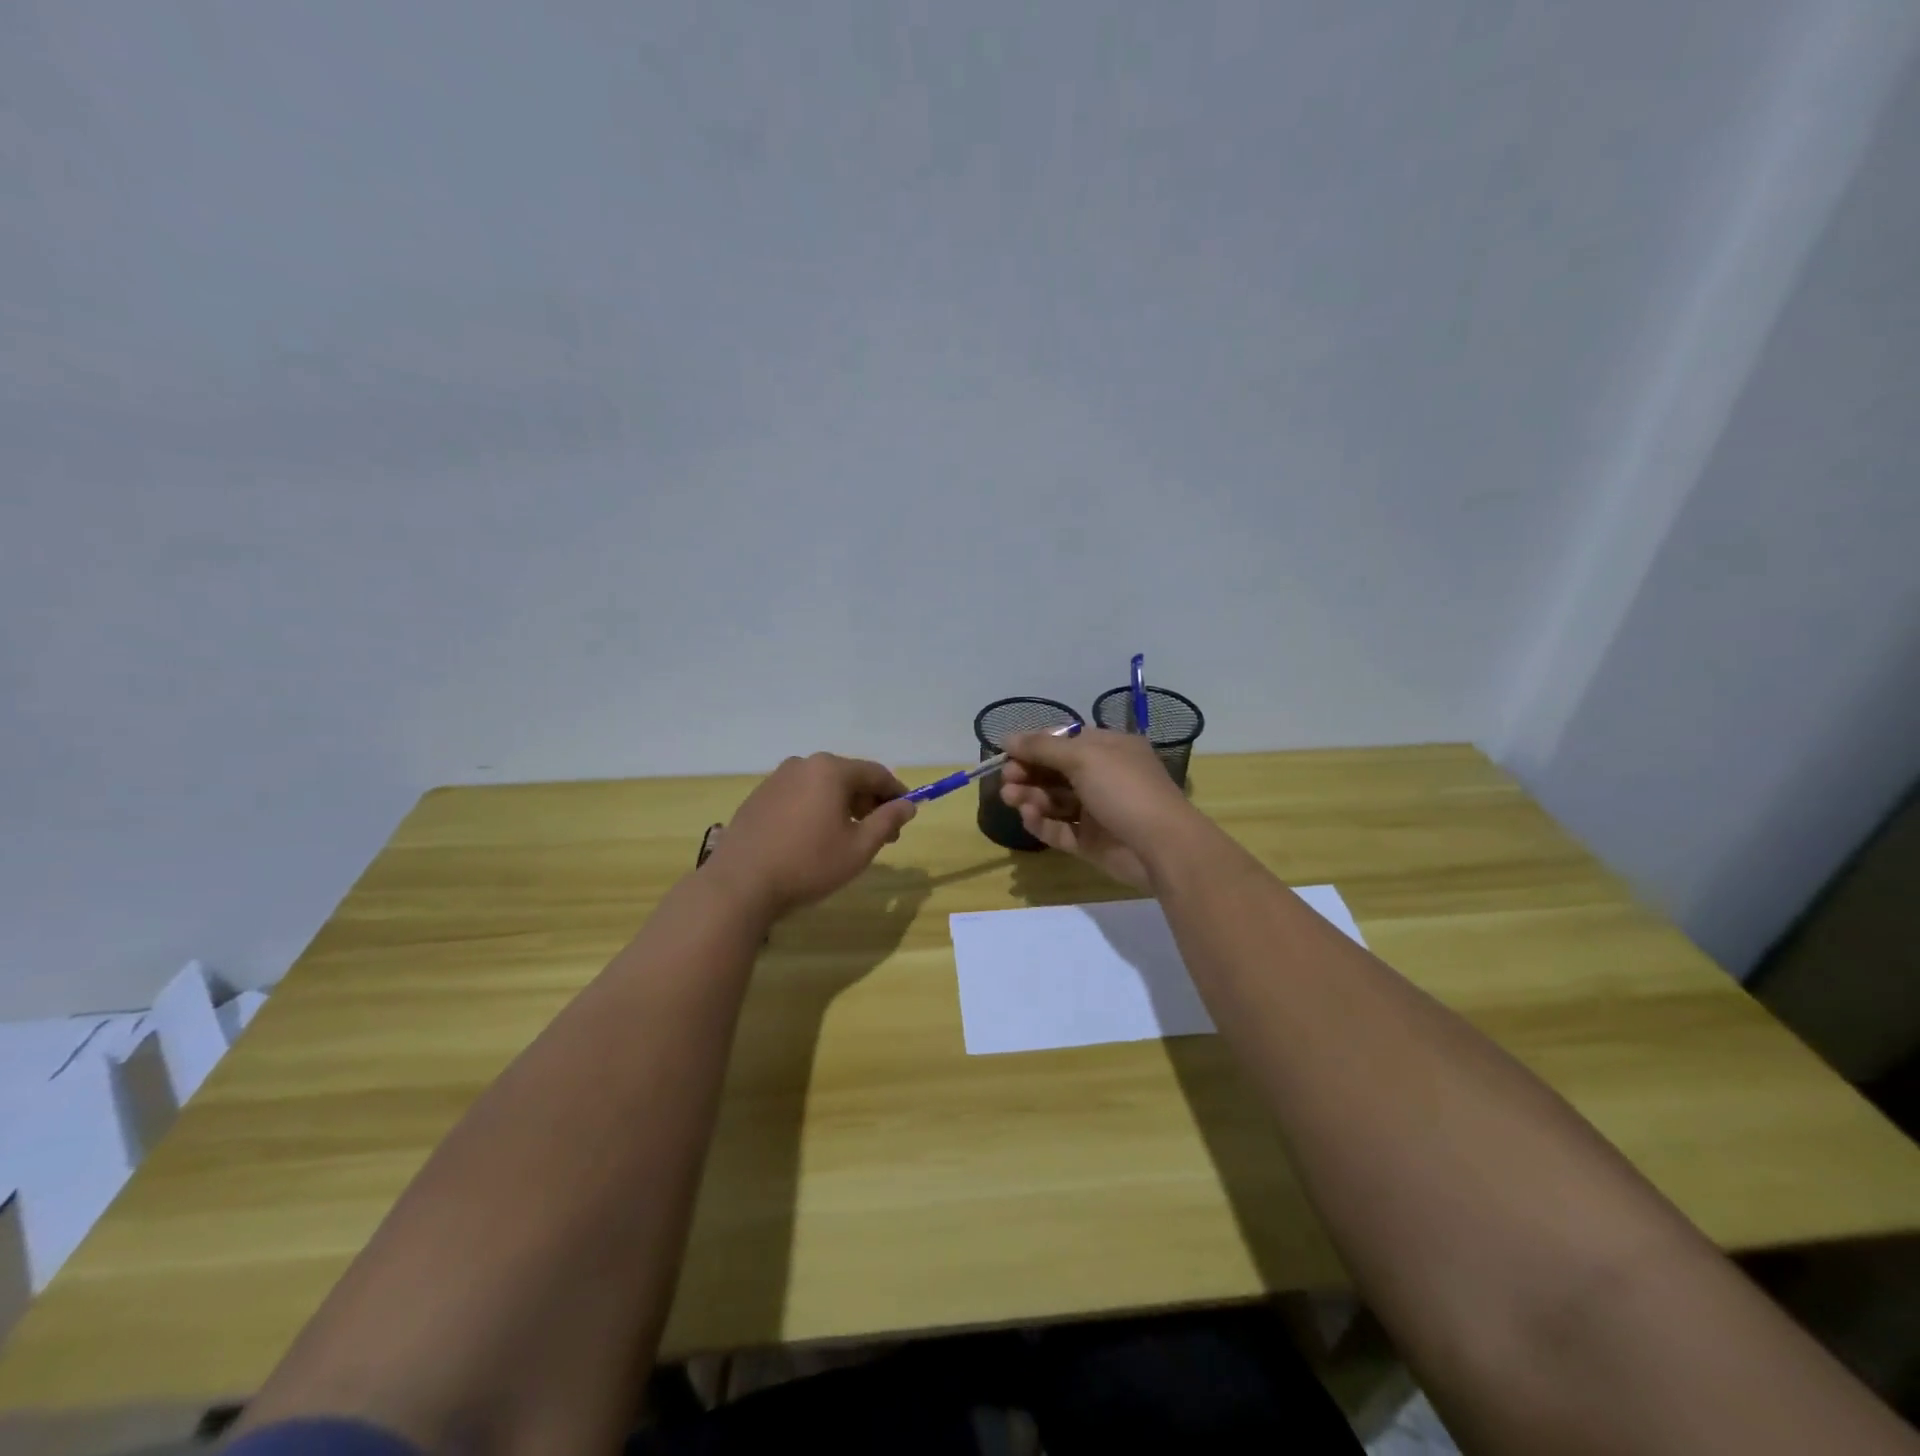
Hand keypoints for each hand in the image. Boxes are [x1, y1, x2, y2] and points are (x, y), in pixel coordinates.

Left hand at [705, 753, 917, 918]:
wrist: (740, 885)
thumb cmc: (808, 864)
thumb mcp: (859, 848)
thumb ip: (887, 821)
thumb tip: (907, 805)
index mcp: (830, 770)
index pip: (876, 773)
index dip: (896, 792)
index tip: (907, 814)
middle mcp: (803, 764)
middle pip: (848, 777)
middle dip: (869, 802)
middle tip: (882, 833)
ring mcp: (776, 779)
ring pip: (822, 786)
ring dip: (842, 806)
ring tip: (849, 837)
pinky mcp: (758, 797)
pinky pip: (799, 796)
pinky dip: (816, 809)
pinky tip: (815, 838)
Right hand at [1000, 728, 1200, 892]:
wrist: (1162, 846)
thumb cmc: (1125, 789)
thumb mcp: (1084, 757)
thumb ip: (1042, 748)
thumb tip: (1008, 738)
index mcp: (1109, 749)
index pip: (1064, 741)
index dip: (1034, 745)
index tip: (1006, 752)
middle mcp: (1103, 776)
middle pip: (1056, 771)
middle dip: (1028, 772)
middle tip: (1006, 779)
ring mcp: (1097, 811)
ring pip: (1055, 801)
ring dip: (1030, 796)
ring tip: (1010, 798)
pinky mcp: (1091, 842)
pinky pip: (1060, 829)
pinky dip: (1042, 823)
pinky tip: (1028, 817)